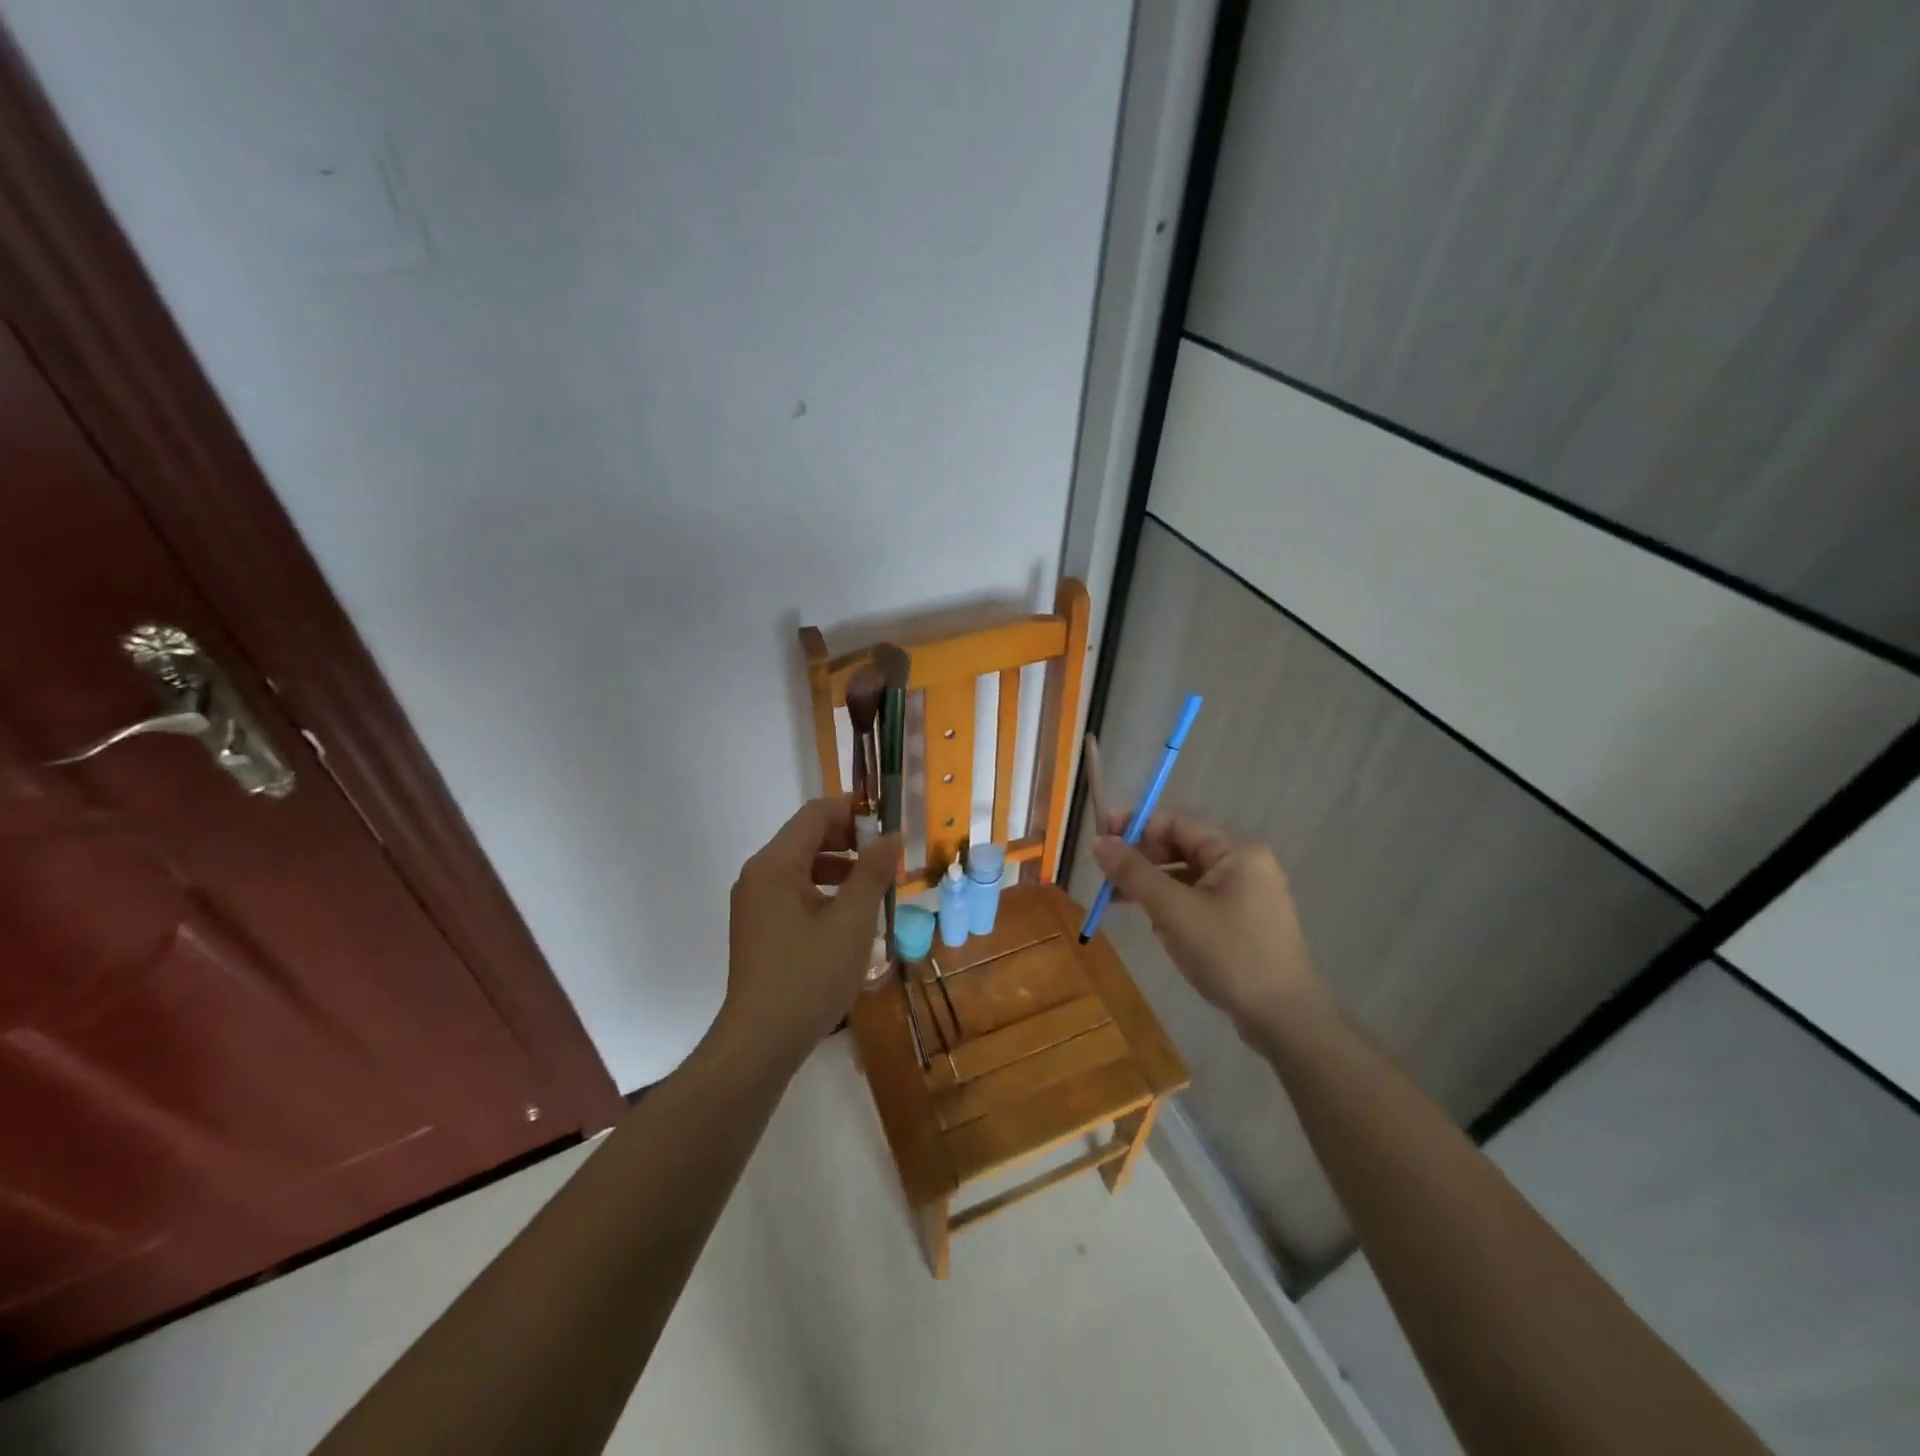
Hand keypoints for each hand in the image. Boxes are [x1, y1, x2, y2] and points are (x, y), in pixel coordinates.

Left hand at [719, 796, 900, 1069]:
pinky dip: (825, 892)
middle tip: (888, 856)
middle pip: (807, 837)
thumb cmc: (809, 975)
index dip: (854, 810)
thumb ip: (873, 872)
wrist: (760, 1043)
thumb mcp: (852, 921)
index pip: (816, 814)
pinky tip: (851, 917)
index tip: (889, 821)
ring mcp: (755, 903)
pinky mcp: (759, 928)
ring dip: (841, 868)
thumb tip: (891, 836)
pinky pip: (795, 893)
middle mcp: (759, 875)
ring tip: (877, 887)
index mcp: (776, 864)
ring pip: (803, 867)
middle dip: (850, 840)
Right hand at [1092, 811, 1327, 1040]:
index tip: (1099, 838)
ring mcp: (1244, 895)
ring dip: (1150, 884)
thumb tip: (1099, 842)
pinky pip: (1195, 900)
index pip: (1176, 823)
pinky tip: (1149, 920)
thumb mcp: (1175, 912)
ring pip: (1185, 877)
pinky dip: (1169, 905)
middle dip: (1140, 858)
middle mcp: (1243, 865)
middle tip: (1103, 874)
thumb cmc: (1231, 955)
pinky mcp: (1240, 922)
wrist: (1285, 1020)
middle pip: (1180, 848)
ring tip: (1113, 899)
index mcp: (1236, 852)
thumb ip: (1135, 873)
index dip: (1134, 827)